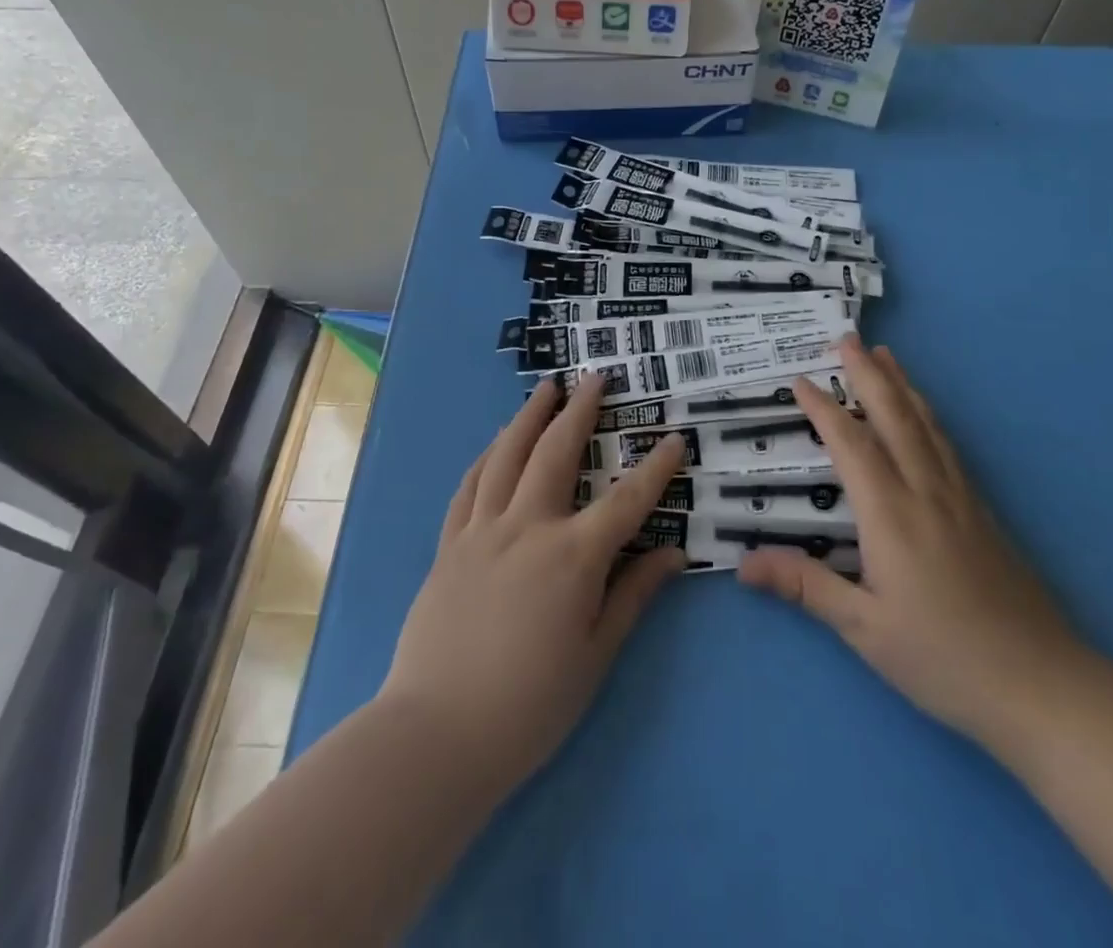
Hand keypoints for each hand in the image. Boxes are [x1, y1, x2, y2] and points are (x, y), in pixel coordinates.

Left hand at [379, 374, 687, 794]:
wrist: (437, 734)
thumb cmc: (530, 705)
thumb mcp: (596, 655)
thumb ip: (633, 596)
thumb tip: (672, 554)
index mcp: (572, 557)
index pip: (626, 500)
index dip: (655, 468)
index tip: (674, 438)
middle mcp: (527, 528)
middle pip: (556, 453)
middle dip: (580, 411)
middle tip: (594, 378)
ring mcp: (482, 531)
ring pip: (507, 456)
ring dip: (530, 416)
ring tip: (546, 388)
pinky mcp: (449, 545)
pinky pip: (470, 486)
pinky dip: (487, 456)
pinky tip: (496, 443)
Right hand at [739, 337, 1084, 748]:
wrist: (1041, 685)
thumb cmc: (943, 659)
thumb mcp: (864, 630)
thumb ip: (806, 586)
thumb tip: (744, 563)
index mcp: (890, 515)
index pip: (850, 445)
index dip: (823, 409)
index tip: (799, 380)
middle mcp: (925, 491)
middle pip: (893, 417)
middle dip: (867, 374)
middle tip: (847, 338)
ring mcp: (959, 497)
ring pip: (925, 424)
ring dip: (901, 385)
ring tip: (886, 355)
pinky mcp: (982, 510)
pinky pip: (947, 445)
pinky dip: (928, 415)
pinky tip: (925, 413)